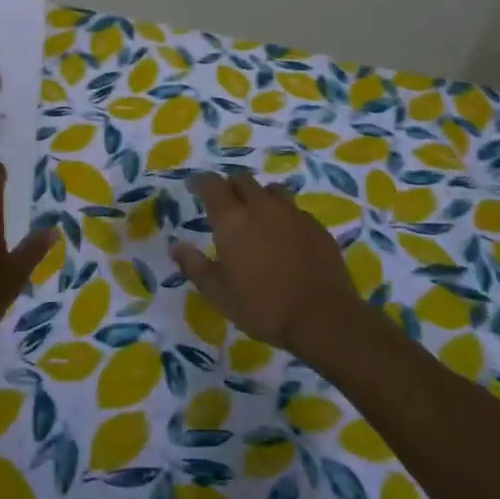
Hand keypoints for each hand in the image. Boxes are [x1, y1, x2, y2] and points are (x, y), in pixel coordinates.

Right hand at [169, 171, 360, 355]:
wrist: (323, 318)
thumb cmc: (262, 306)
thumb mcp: (218, 292)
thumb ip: (194, 265)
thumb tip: (175, 246)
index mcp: (232, 219)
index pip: (211, 184)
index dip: (200, 182)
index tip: (193, 186)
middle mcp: (261, 207)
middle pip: (242, 180)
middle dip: (229, 186)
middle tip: (223, 204)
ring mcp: (293, 213)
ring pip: (271, 190)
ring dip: (258, 196)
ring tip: (255, 215)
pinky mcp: (316, 226)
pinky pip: (293, 209)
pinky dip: (282, 214)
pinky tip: (283, 235)